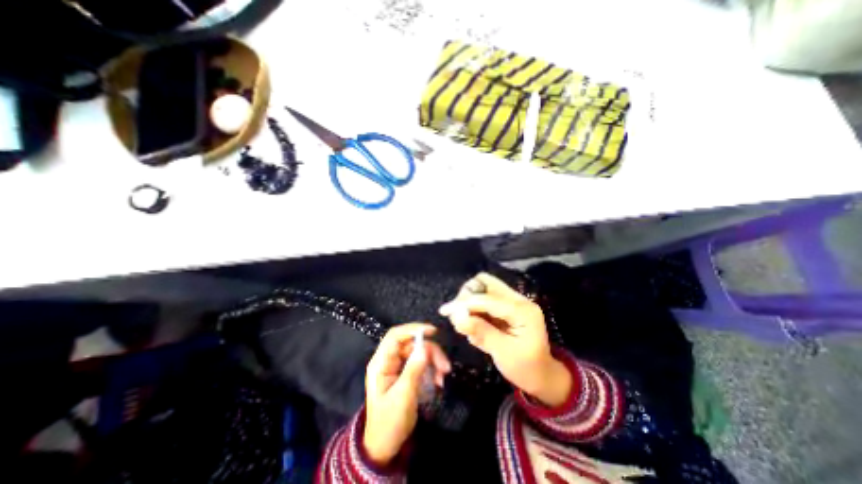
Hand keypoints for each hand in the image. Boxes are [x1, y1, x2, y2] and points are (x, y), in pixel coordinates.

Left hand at [360, 324, 451, 465]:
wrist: (385, 447)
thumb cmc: (389, 422)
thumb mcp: (402, 397)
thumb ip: (413, 370)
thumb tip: (425, 347)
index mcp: (381, 362)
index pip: (395, 336)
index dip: (413, 329)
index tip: (432, 331)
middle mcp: (390, 360)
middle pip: (412, 344)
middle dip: (430, 351)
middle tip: (445, 366)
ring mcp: (399, 366)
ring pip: (419, 352)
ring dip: (434, 361)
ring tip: (443, 378)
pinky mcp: (407, 373)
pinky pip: (422, 363)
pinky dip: (432, 369)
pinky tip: (439, 381)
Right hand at [438, 275, 571, 406]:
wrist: (542, 376)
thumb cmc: (526, 368)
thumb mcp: (503, 353)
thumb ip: (481, 332)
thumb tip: (458, 317)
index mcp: (523, 310)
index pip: (488, 298)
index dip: (465, 303)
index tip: (445, 311)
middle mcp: (518, 299)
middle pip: (486, 282)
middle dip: (467, 296)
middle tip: (456, 314)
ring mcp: (512, 301)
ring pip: (483, 288)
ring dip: (469, 301)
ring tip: (464, 322)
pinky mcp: (506, 306)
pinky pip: (484, 298)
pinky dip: (474, 308)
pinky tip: (473, 324)